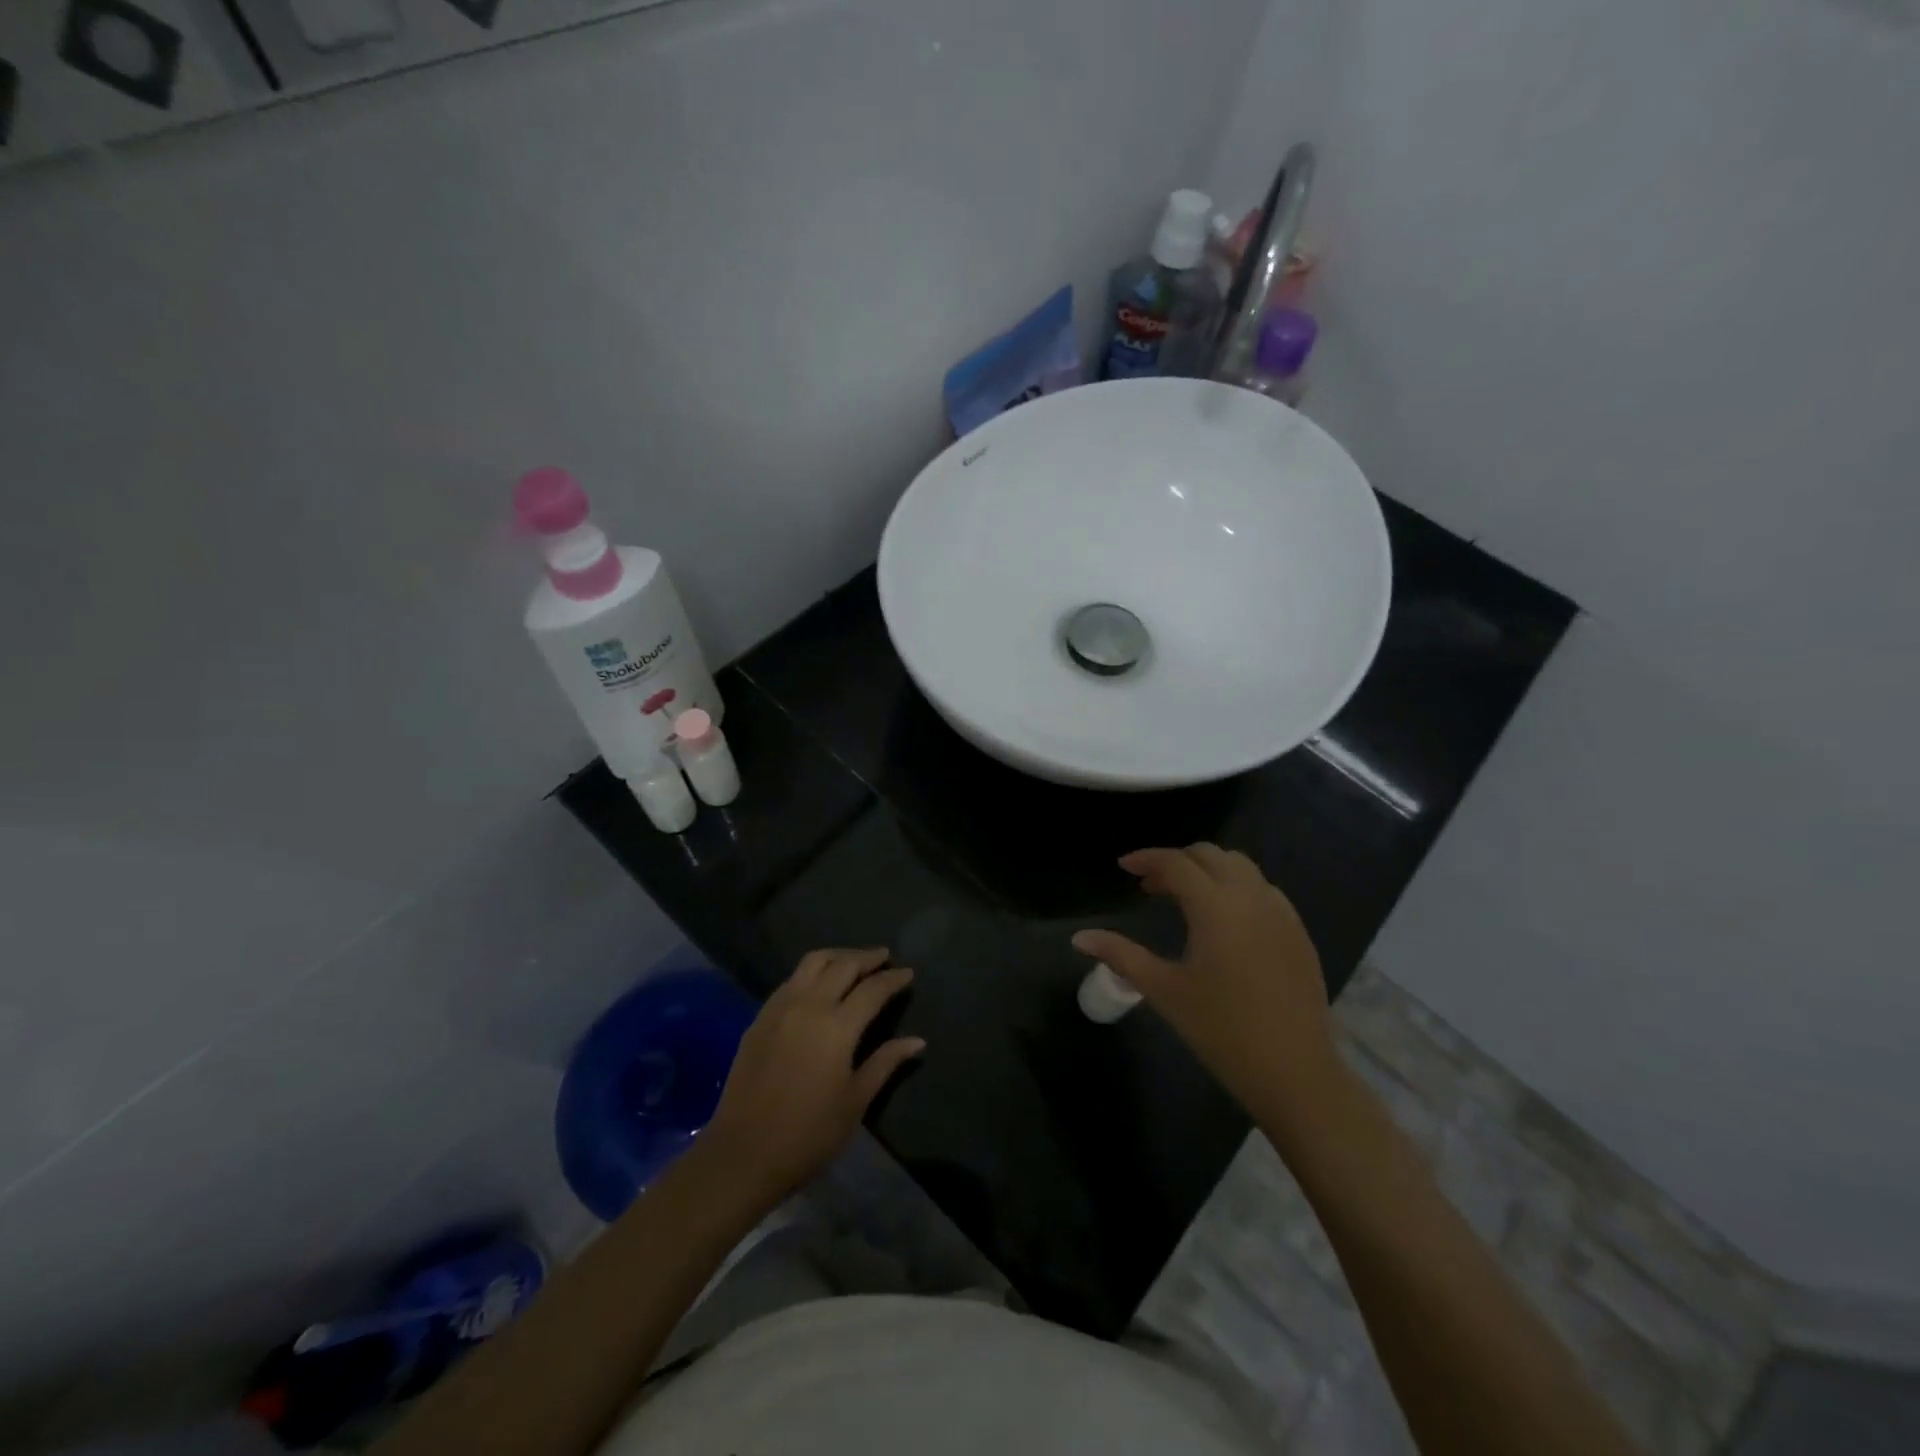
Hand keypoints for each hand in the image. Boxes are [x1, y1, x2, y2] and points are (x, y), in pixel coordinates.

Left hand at [700, 948, 923, 1203]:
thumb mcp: (855, 1101)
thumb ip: (885, 1063)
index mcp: (837, 1027)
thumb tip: (917, 1041)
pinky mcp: (760, 1018)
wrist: (742, 1154)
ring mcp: (780, 1008)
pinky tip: (819, 984)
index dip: (893, 978)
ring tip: (854, 962)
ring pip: (813, 962)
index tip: (908, 972)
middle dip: (867, 958)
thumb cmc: (808, 1134)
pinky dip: (812, 971)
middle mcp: (809, 1005)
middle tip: (885, 957)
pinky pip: (791, 979)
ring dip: (838, 956)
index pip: (872, 988)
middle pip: (843, 965)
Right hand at [1073, 845, 1338, 1127]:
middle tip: (1150, 887)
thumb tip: (1079, 938)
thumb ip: (1121, 955)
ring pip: (1241, 867)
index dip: (1146, 858)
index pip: (1176, 863)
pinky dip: (1236, 888)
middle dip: (1176, 862)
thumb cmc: (1222, 1030)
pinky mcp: (1298, 932)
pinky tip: (1224, 922)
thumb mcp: (1164, 990)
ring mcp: (1281, 913)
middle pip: (1210, 855)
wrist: (1295, 1073)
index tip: (1123, 867)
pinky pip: (1263, 890)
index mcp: (1216, 906)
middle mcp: (1251, 897)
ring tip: (1185, 900)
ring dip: (1208, 871)